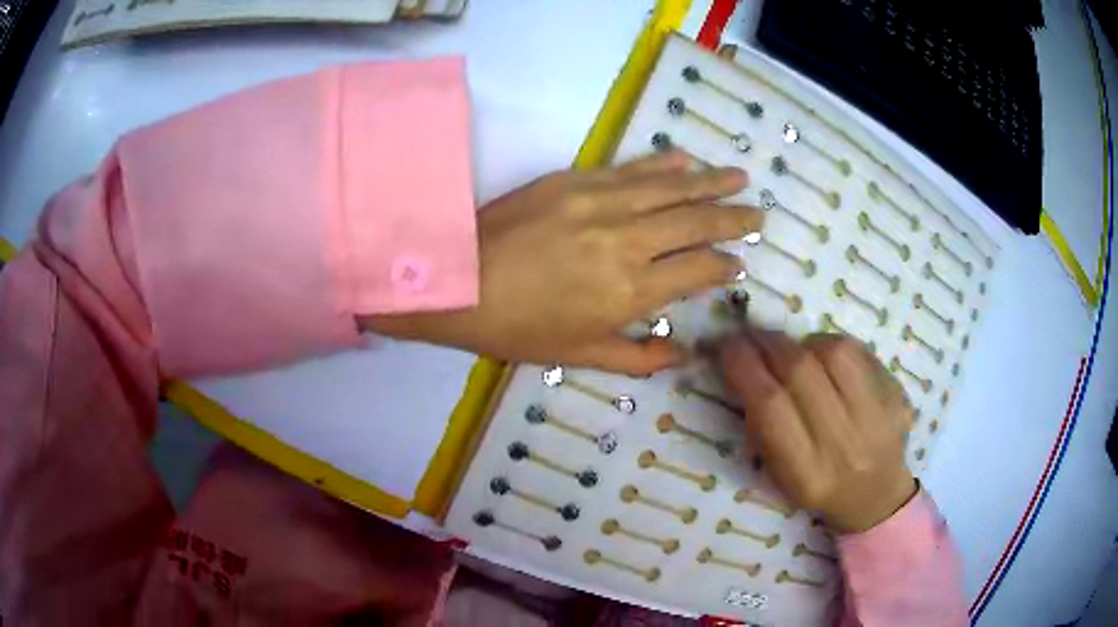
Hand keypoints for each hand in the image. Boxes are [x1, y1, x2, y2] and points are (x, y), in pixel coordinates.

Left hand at [364, 151, 762, 374]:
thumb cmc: (515, 328)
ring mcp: (602, 203)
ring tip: (739, 178)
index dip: (724, 266)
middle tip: (759, 215)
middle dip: (733, 218)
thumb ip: (639, 358)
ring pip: (671, 188)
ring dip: (710, 182)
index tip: (739, 263)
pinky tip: (685, 159)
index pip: (698, 270)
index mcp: (630, 291)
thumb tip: (686, 355)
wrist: (455, 281)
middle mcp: (628, 241)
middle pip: (695, 222)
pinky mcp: (576, 180)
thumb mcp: (579, 355)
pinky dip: (662, 163)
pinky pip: (630, 168)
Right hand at [716, 330, 917, 532]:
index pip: (770, 405)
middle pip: (802, 372)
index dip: (743, 365)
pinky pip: (861, 352)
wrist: (876, 496)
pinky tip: (826, 357)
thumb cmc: (819, 488)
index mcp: (807, 474)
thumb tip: (742, 366)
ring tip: (793, 350)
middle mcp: (845, 445)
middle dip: (768, 343)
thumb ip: (761, 426)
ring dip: (804, 342)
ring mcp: (878, 418)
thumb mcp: (780, 475)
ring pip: (835, 353)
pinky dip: (834, 345)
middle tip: (751, 334)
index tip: (723, 345)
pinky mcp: (898, 396)